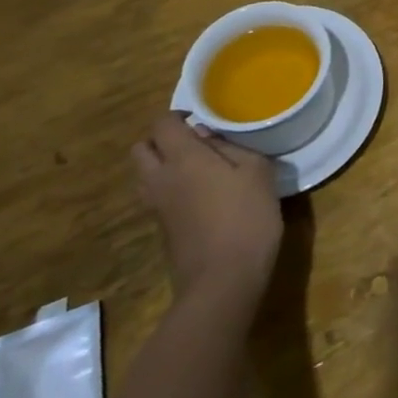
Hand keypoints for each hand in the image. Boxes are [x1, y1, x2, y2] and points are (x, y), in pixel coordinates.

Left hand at [133, 112, 283, 310]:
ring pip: (144, 175)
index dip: (178, 115)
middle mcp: (161, 179)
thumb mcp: (256, 172)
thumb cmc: (246, 218)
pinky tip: (201, 195)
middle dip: (162, 139)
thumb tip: (209, 138)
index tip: (201, 118)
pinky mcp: (163, 230)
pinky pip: (156, 196)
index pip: (161, 124)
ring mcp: (157, 208)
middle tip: (193, 141)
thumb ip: (231, 147)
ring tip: (197, 166)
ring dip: (162, 164)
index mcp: (183, 158)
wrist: (222, 282)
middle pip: (142, 149)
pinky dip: (170, 188)